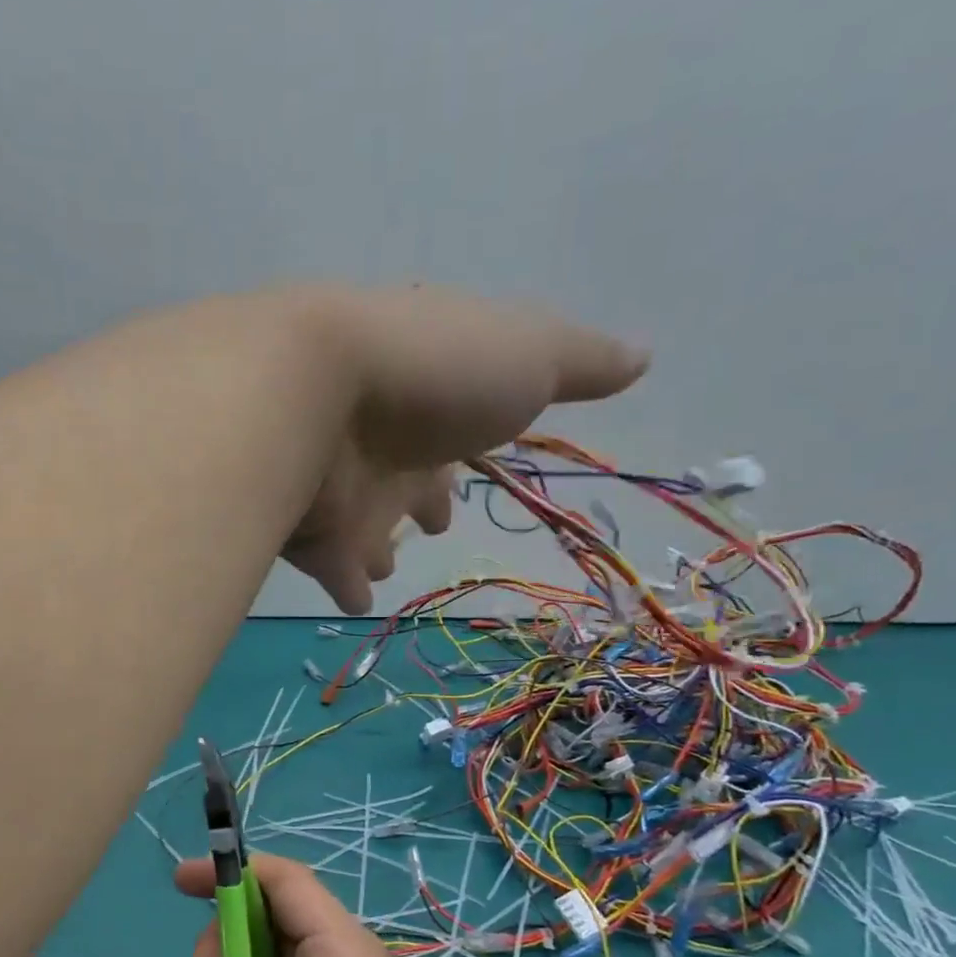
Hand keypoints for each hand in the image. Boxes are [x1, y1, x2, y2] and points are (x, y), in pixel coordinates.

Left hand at [280, 285, 648, 612]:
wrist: (313, 395)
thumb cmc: (432, 373)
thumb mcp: (528, 353)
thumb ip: (581, 363)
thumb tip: (644, 355)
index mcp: (431, 396)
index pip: (453, 428)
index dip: (465, 450)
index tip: (470, 472)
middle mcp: (382, 442)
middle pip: (405, 478)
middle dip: (419, 499)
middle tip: (430, 522)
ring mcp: (341, 487)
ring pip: (364, 525)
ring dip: (376, 547)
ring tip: (382, 569)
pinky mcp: (310, 533)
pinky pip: (329, 567)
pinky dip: (343, 584)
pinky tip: (356, 603)